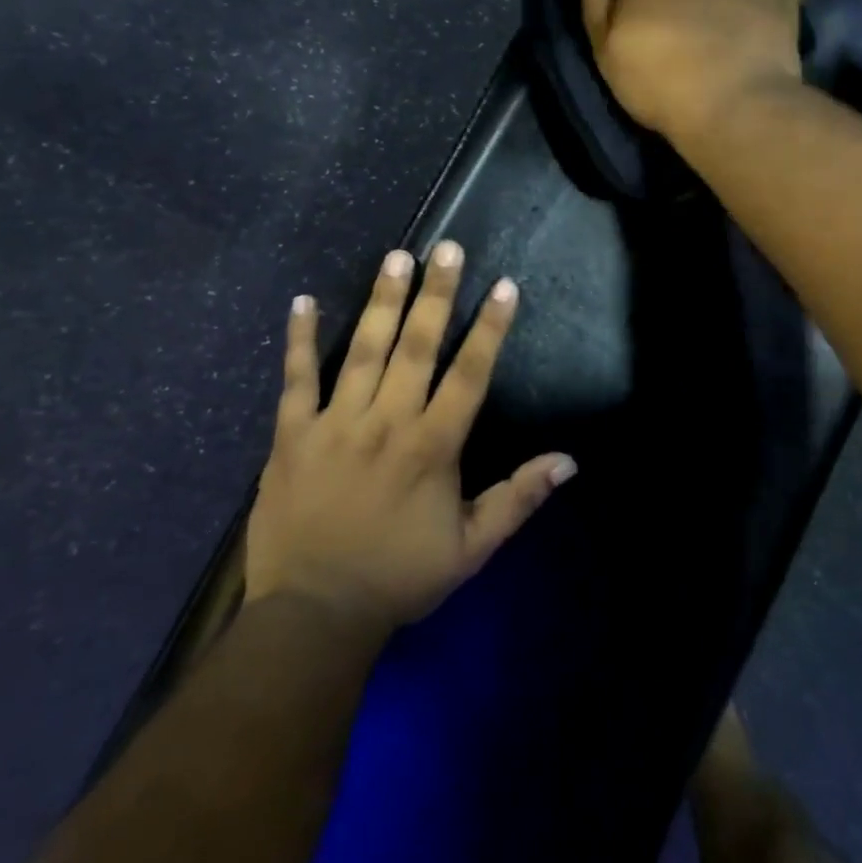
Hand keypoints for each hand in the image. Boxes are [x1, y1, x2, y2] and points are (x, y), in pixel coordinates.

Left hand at [243, 242, 574, 627]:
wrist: (314, 615)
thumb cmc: (399, 577)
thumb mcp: (471, 548)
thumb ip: (519, 498)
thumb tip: (569, 461)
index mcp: (433, 447)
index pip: (469, 374)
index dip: (489, 328)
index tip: (503, 286)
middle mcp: (388, 422)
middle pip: (417, 347)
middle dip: (436, 294)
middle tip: (446, 247)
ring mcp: (336, 424)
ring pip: (364, 351)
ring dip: (382, 301)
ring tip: (396, 256)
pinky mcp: (292, 435)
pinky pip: (296, 379)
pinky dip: (300, 340)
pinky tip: (305, 301)